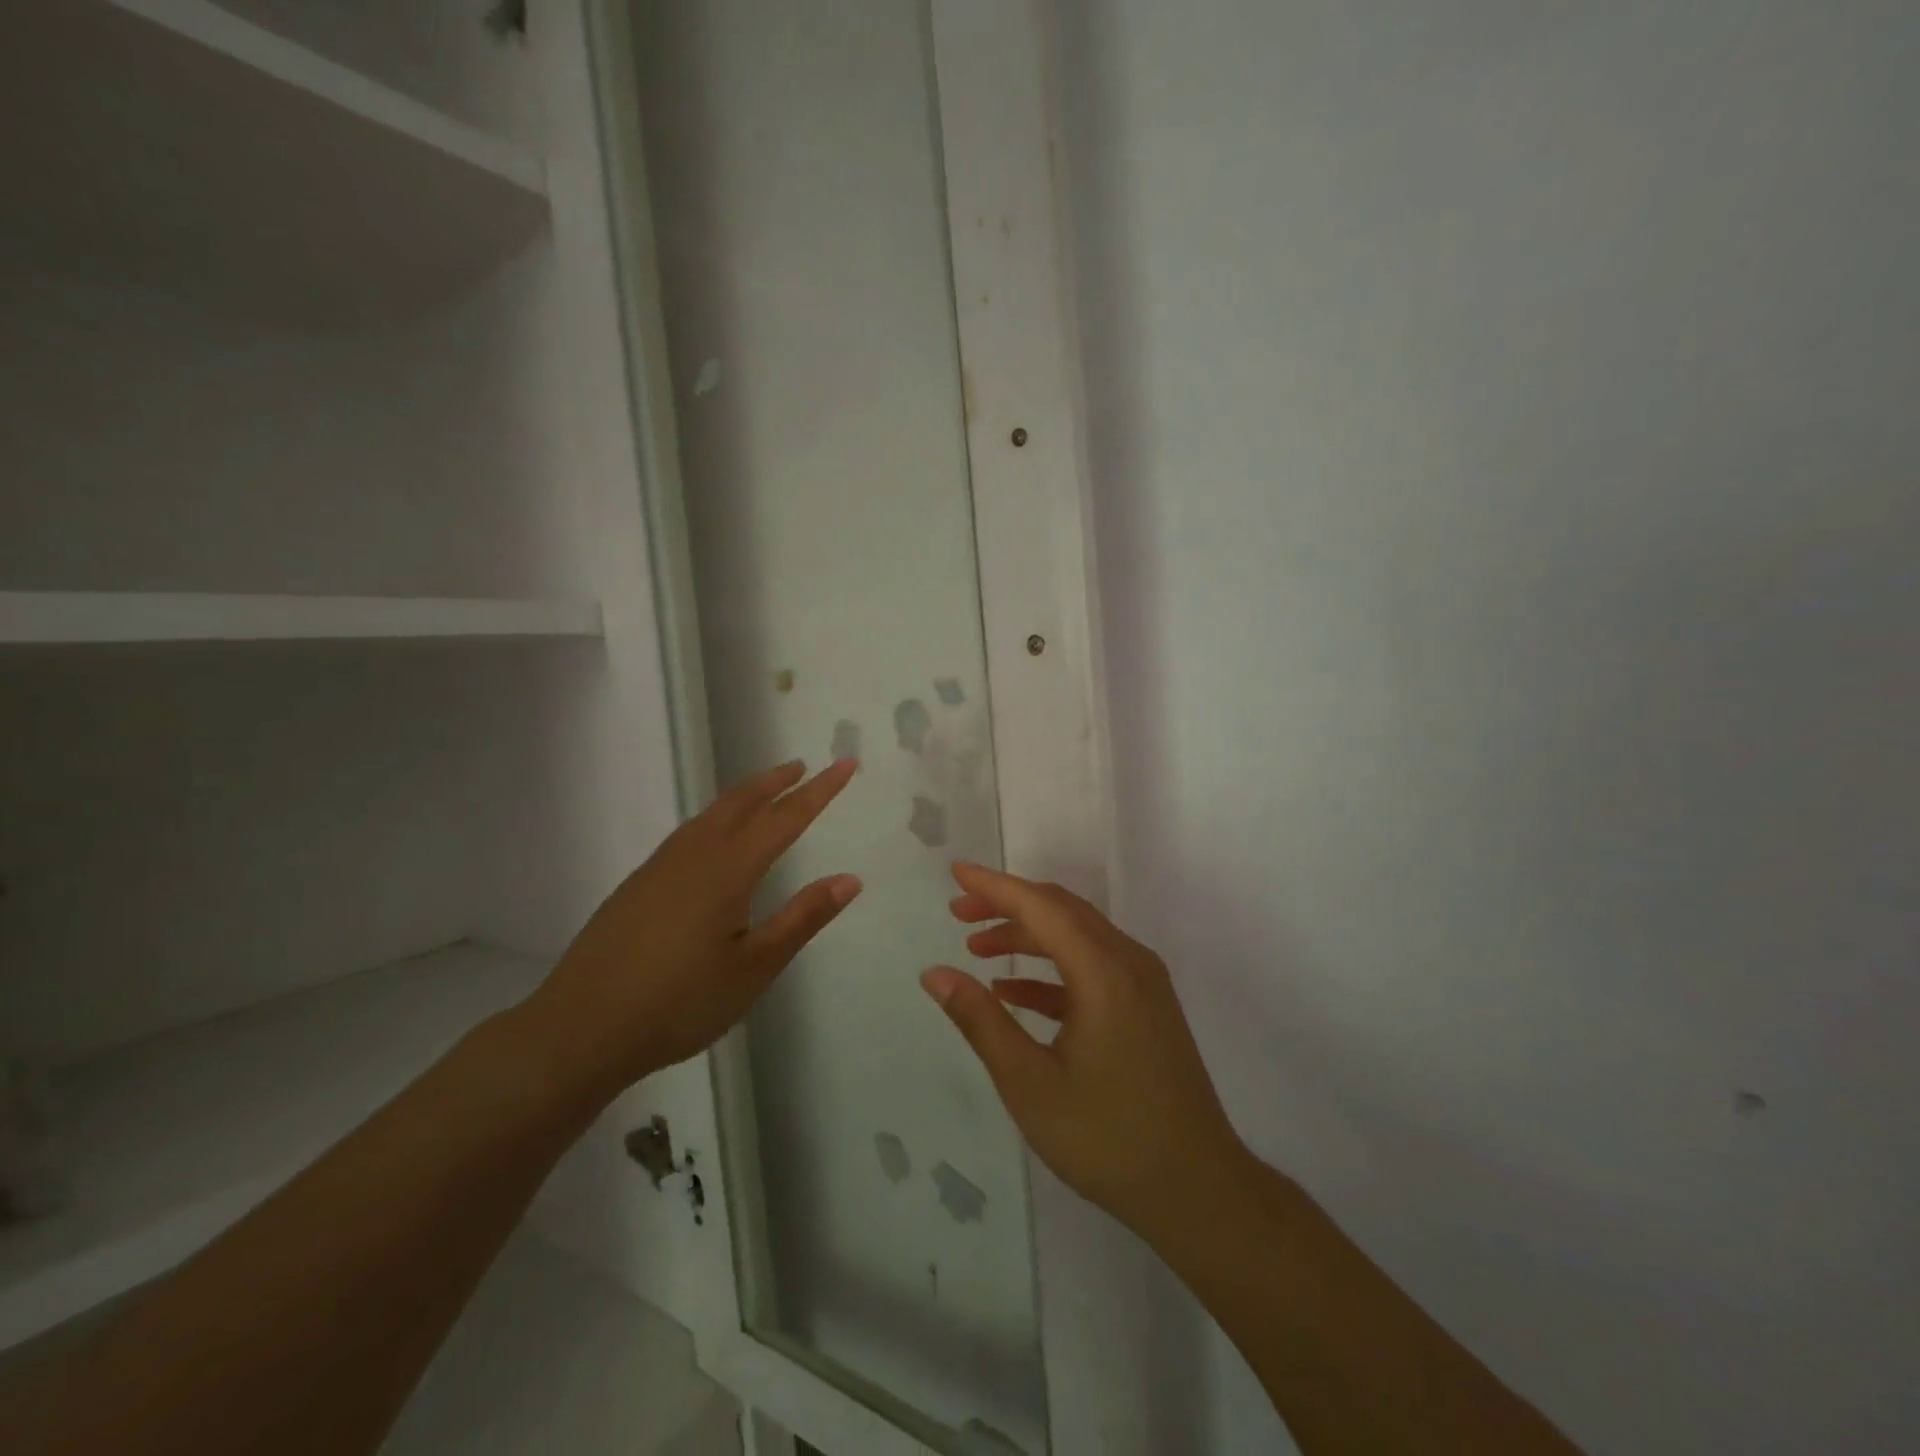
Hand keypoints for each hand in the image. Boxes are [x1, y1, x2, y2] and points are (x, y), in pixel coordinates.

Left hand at [528, 759, 860, 1092]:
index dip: (819, 791)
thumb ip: (802, 918)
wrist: (580, 1028)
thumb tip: (850, 879)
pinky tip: (714, 837)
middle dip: (776, 781)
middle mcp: (695, 855)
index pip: (785, 818)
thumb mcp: (754, 968)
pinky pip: (689, 831)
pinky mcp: (639, 883)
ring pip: (711, 813)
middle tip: (803, 766)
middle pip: (742, 802)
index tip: (845, 764)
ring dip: (744, 795)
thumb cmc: (679, 1002)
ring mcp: (661, 866)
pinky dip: (717, 816)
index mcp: (729, 870)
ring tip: (766, 791)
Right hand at [921, 863, 1248, 1239]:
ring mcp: (1143, 984)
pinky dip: (1051, 970)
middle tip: (958, 911)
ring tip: (977, 948)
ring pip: (1077, 937)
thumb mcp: (1029, 1083)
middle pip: (1061, 912)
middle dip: (1008, 904)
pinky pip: (1092, 969)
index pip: (1040, 906)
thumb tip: (935, 973)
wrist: (1198, 1190)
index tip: (956, 872)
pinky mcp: (1146, 1008)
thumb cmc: (1107, 1137)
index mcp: (1103, 971)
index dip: (995, 886)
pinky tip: (1015, 993)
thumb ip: (980, 1021)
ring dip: (1028, 937)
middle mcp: (1128, 962)